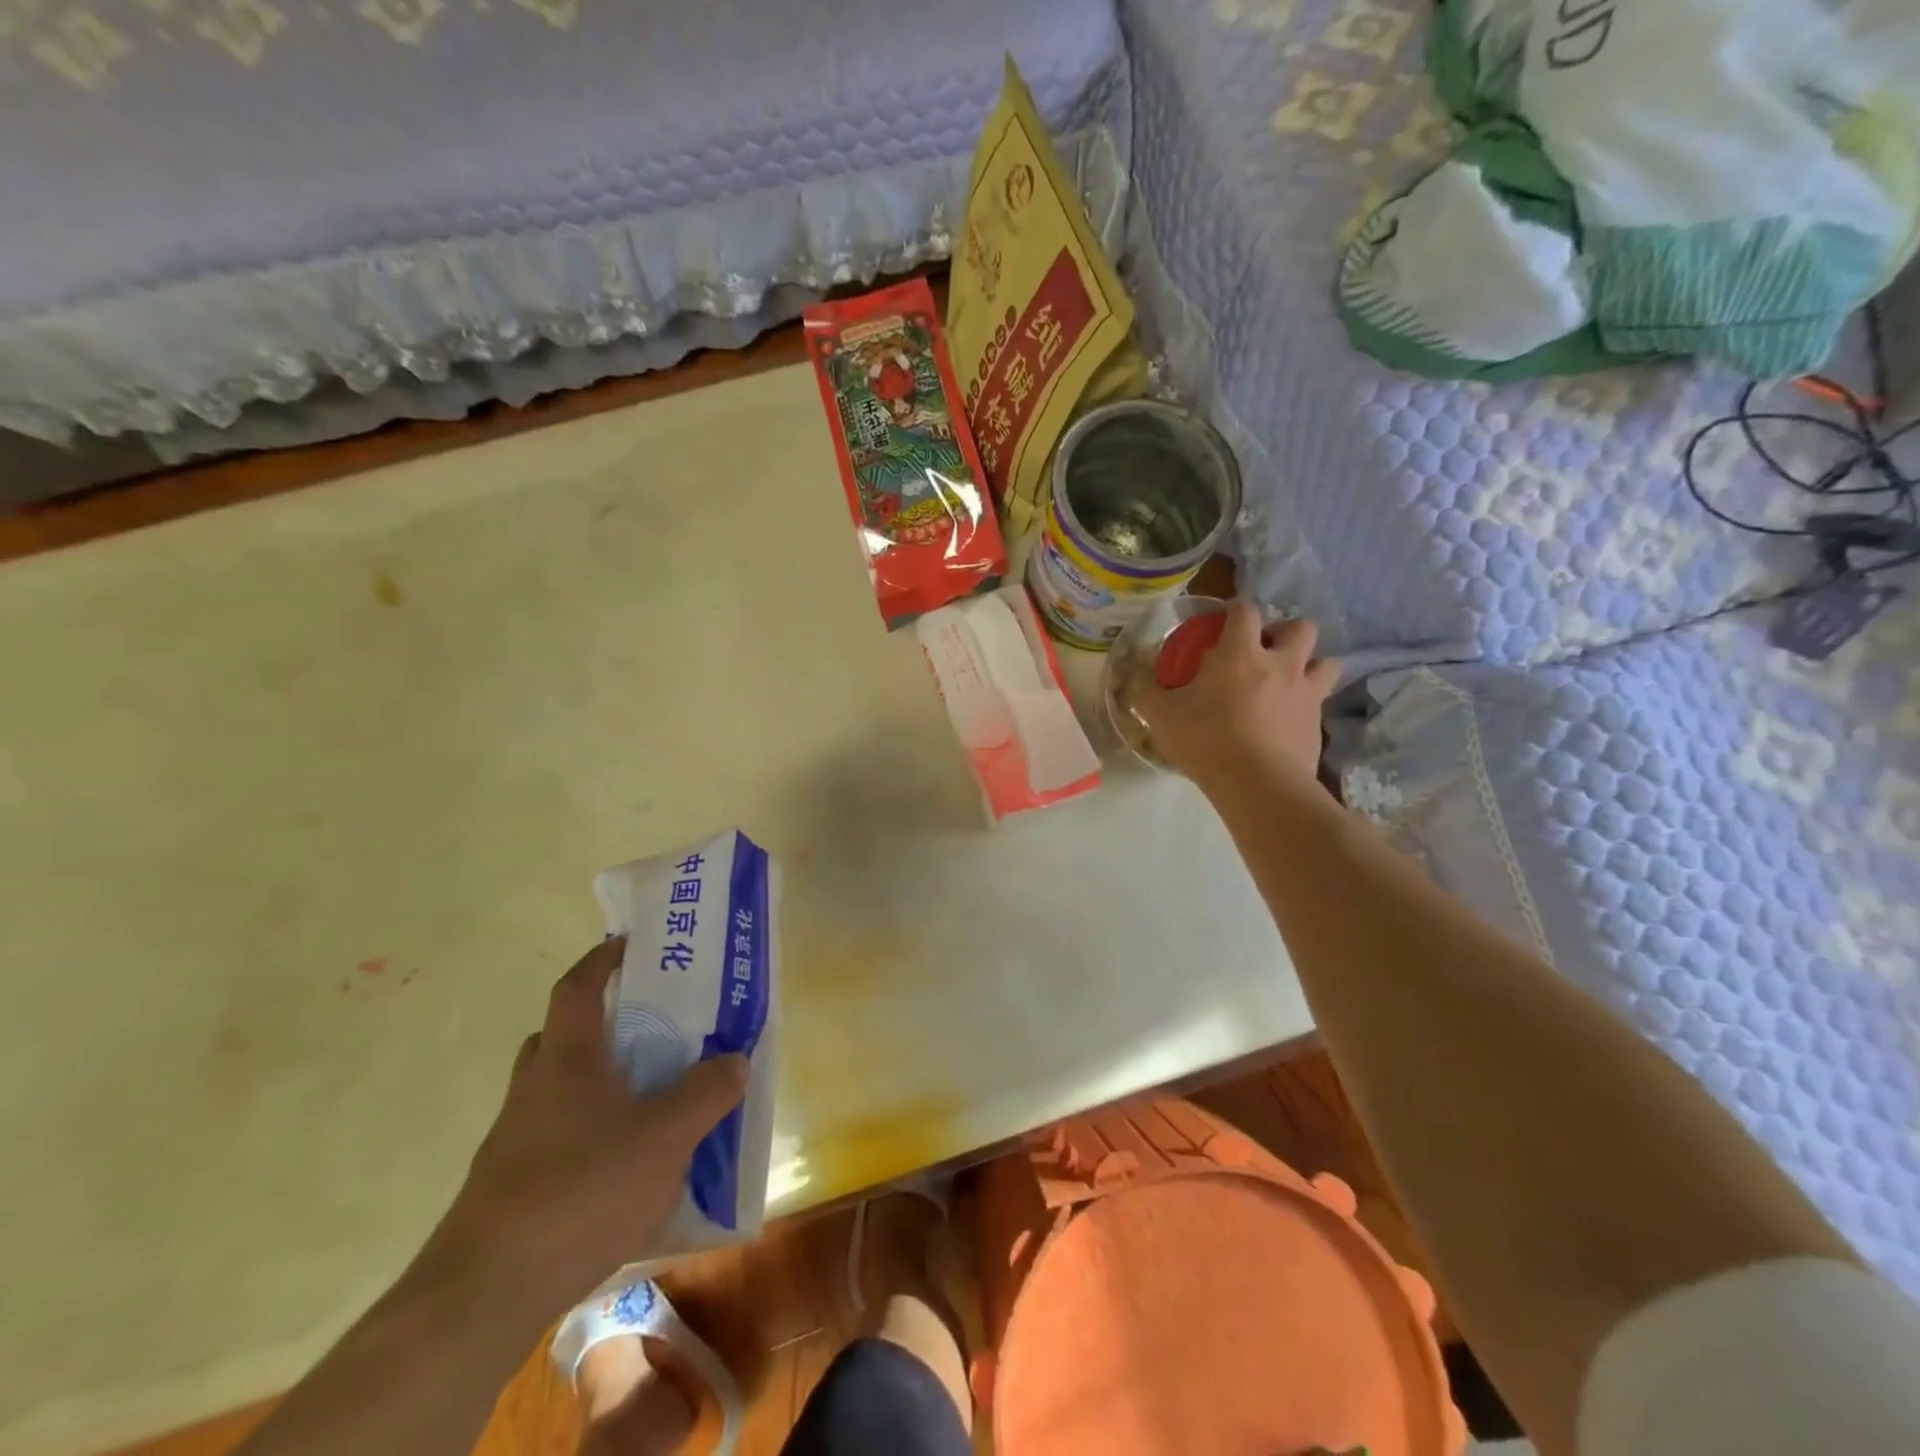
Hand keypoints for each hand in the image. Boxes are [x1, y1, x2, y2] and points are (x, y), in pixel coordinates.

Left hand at [419, 938, 746, 1319]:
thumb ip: (706, 1093)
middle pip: (563, 1038)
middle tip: (651, 1030)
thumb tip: (735, 1060)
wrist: (483, 1296)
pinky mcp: (509, 1191)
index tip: (629, 945)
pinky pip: (557, 1141)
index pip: (578, 987)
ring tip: (650, 1103)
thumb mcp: (665, 1137)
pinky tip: (625, 1172)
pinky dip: (590, 1139)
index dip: (602, 960)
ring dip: (599, 1086)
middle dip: (603, 1026)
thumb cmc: (580, 1190)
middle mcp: (534, 1090)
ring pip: (559, 1092)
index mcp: (567, 1060)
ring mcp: (514, 1142)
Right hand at [1133, 601, 1338, 795]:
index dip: (1236, 610)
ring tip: (1289, 682)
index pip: (1246, 610)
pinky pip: (1320, 705)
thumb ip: (1149, 695)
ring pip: (1327, 663)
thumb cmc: (1206, 740)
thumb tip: (1140, 686)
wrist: (1257, 784)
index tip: (1225, 622)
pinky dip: (1307, 707)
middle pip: (1301, 627)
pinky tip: (1287, 722)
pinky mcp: (1318, 725)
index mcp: (1241, 653)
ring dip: (1311, 665)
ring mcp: (1306, 694)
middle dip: (1286, 632)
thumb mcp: (1162, 716)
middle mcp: (1281, 665)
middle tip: (1266, 651)